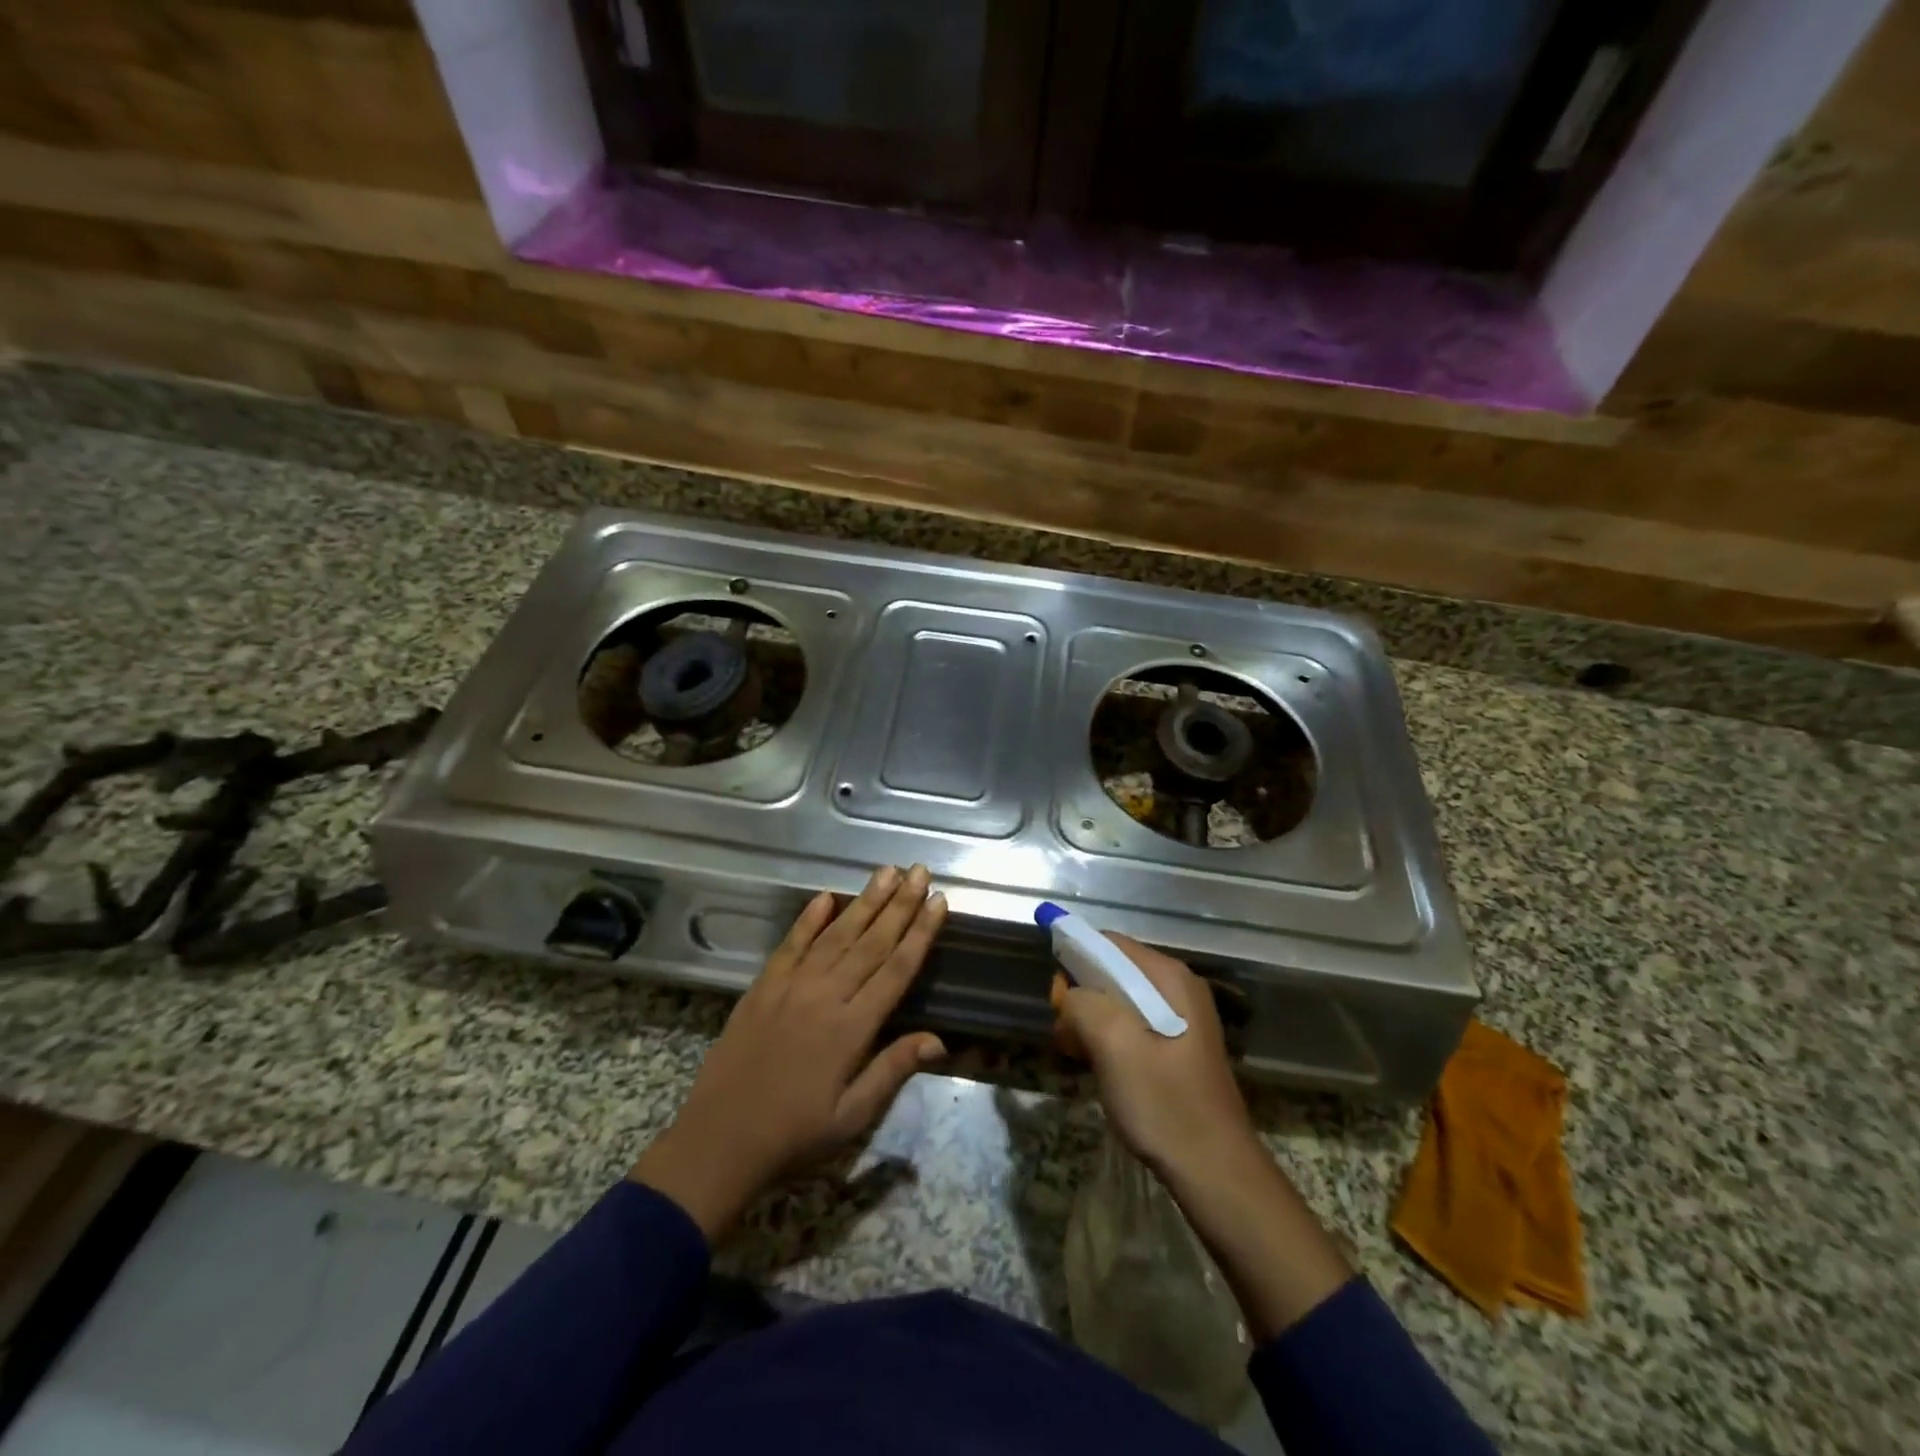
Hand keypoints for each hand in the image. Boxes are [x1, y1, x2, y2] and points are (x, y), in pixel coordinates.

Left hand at [631, 865, 947, 1241]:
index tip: (938, 901)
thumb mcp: (852, 1116)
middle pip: (871, 941)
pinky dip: (809, 919)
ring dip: (864, 901)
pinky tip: (826, 897)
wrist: (720, 1139)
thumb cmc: (794, 1134)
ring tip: (886, 871)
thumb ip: (893, 1069)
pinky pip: (791, 944)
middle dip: (899, 904)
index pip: (896, 969)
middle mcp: (825, 996)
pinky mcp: (763, 986)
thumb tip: (939, 1039)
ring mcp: (791, 986)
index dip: (920, 933)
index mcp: (852, 1028)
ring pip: (836, 935)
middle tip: (919, 870)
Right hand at [1053, 933, 1352, 1338]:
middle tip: (1066, 1034)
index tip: (1056, 998)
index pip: (1109, 943)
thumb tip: (1070, 994)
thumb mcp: (1114, 1046)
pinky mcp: (1175, 1046)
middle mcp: (1177, 988)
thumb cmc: (1164, 1103)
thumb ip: (1084, 1004)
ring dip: (1090, 1021)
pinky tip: (1096, 1065)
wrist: (1214, 1171)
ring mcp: (1179, 1018)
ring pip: (1117, 1000)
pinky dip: (1106, 1038)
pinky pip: (1130, 1025)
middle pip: (1112, 971)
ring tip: (1078, 1054)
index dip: (1074, 959)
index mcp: (1169, 977)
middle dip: (1081, 996)